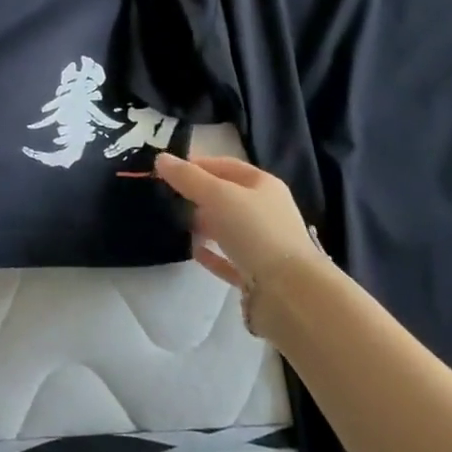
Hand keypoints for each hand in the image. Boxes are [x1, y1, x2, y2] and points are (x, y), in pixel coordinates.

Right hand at [153, 151, 320, 292]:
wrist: (290, 292)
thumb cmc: (255, 232)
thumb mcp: (218, 195)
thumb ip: (188, 177)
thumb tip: (161, 159)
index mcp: (263, 185)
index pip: (226, 166)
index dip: (197, 164)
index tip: (168, 170)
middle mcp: (266, 211)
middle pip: (227, 197)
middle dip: (198, 195)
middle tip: (168, 198)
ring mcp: (264, 244)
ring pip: (228, 228)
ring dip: (204, 224)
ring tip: (176, 223)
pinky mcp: (257, 274)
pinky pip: (229, 258)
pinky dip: (211, 254)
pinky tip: (193, 251)